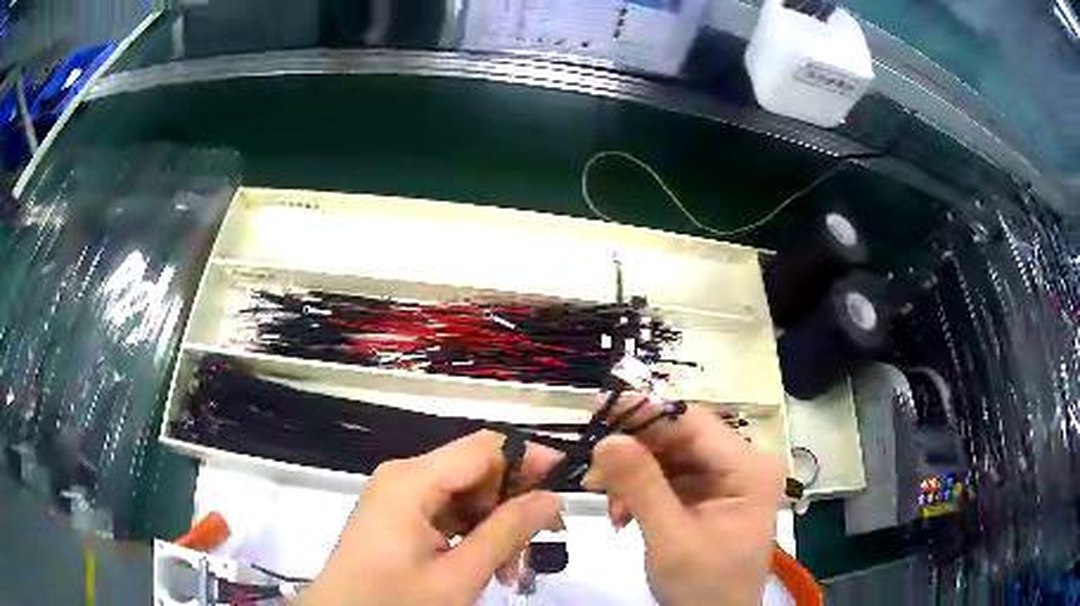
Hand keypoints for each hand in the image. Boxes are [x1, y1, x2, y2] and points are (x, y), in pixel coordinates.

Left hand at [302, 431, 562, 605]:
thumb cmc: (395, 602)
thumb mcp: (459, 575)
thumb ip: (507, 533)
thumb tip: (551, 498)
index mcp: (412, 481)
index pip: (484, 448)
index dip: (529, 457)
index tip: (566, 481)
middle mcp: (403, 477)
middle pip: (475, 473)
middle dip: (512, 506)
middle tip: (542, 544)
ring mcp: (398, 497)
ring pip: (464, 497)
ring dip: (495, 528)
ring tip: (512, 571)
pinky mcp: (397, 516)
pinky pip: (445, 514)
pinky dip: (472, 536)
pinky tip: (488, 567)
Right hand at [583, 403, 785, 605]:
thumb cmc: (703, 587)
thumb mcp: (670, 539)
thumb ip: (642, 486)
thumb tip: (608, 438)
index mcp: (749, 468)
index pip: (695, 423)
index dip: (647, 414)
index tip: (599, 413)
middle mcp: (742, 464)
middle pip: (681, 438)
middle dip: (635, 455)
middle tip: (594, 473)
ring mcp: (726, 479)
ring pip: (670, 457)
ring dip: (633, 476)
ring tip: (612, 508)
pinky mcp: (709, 495)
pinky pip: (669, 477)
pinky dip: (640, 491)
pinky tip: (623, 513)